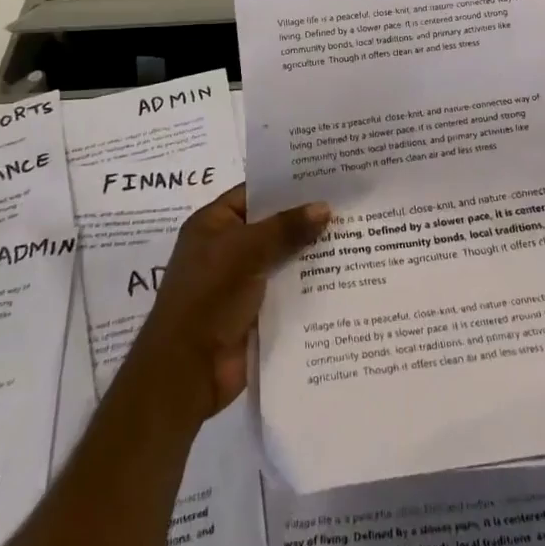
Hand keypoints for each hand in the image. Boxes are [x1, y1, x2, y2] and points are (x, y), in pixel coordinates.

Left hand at [125, 183, 329, 426]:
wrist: (188, 370)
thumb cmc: (208, 297)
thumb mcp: (245, 251)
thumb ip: (286, 228)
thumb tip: (325, 207)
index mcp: (213, 224)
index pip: (254, 193)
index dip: (286, 184)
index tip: (325, 176)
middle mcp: (227, 248)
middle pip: (272, 225)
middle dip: (306, 218)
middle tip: (349, 203)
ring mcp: (242, 281)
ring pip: (283, 258)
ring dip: (312, 251)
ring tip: (356, 234)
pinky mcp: (257, 311)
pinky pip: (288, 288)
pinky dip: (309, 283)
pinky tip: (343, 273)